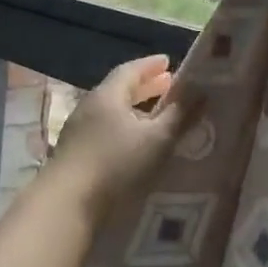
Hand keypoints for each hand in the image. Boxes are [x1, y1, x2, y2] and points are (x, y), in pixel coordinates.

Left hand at [46, 55, 200, 223]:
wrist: (67, 204)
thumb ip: (180, 115)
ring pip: (111, 112)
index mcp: (107, 96)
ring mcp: (78, 131)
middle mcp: (89, 107)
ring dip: (134, 110)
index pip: (130, 70)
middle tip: (167, 85)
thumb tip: (201, 91)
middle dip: (145, 87)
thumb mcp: (157, 139)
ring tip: (155, 116)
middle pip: (119, 90)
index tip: (168, 61)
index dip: (150, 65)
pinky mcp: (75, 154)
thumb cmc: (116, 163)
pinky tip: (135, 143)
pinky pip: (105, 131)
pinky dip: (124, 128)